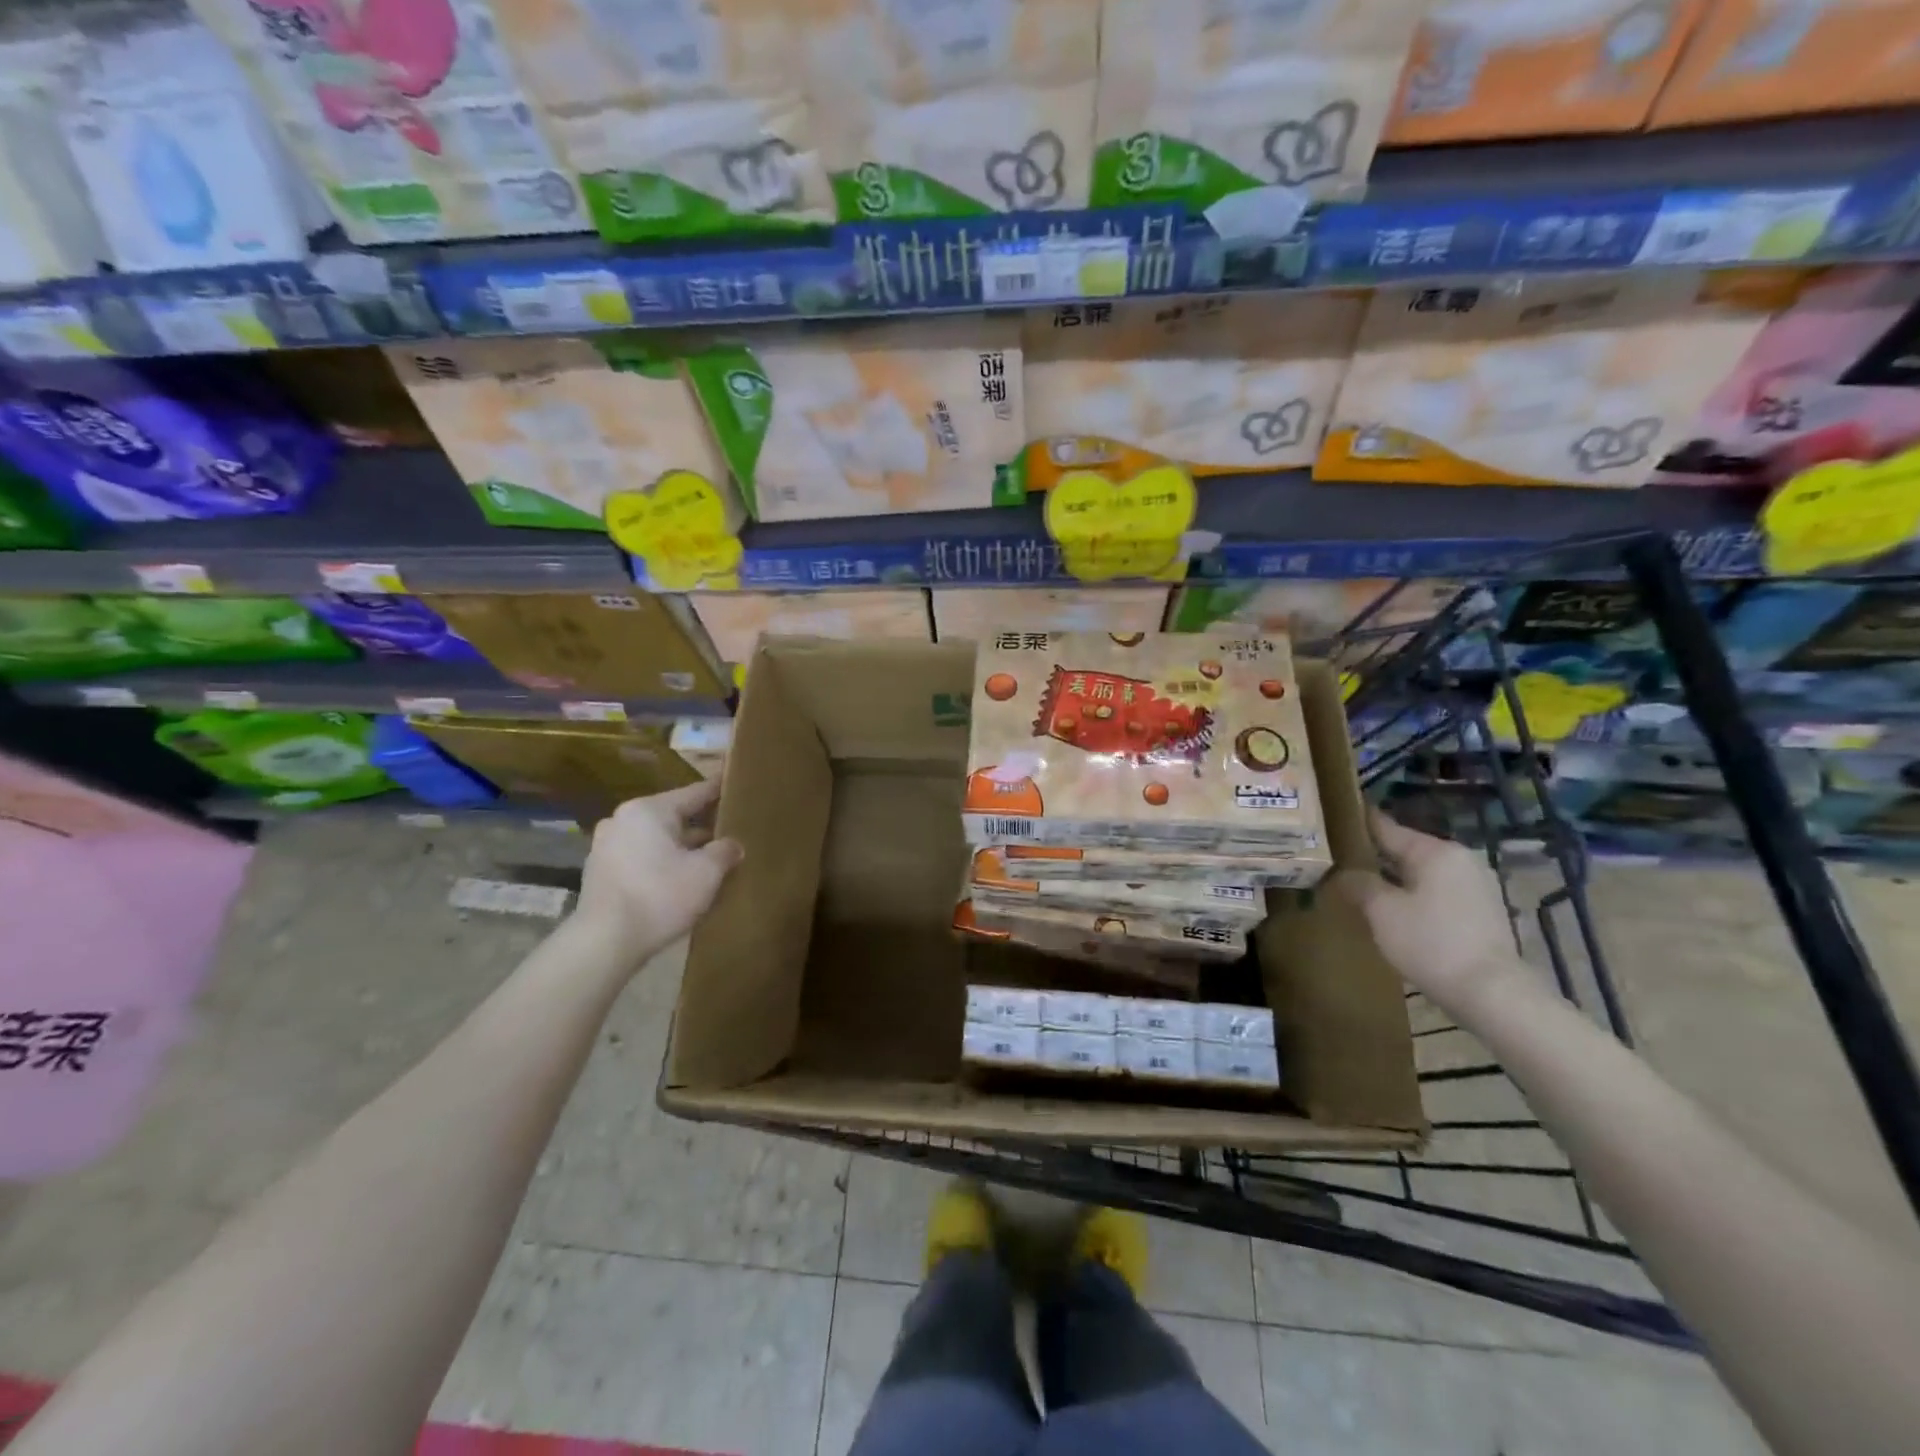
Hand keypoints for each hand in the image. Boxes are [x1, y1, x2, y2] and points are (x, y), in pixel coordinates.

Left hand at [574, 780, 741, 958]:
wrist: (605, 941)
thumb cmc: (660, 896)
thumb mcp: (706, 873)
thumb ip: (725, 851)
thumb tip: (733, 845)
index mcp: (649, 810)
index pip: (694, 792)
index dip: (718, 789)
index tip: (734, 780)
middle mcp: (624, 819)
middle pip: (673, 815)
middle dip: (700, 824)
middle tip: (728, 828)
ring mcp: (607, 844)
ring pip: (655, 837)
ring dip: (679, 845)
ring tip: (706, 857)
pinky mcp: (600, 870)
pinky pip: (640, 855)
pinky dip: (660, 860)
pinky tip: (678, 877)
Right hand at [1337, 809, 1525, 1016]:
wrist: (1491, 994)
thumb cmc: (1431, 943)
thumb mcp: (1382, 911)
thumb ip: (1358, 884)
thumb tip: (1344, 874)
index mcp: (1435, 851)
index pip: (1385, 827)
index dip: (1356, 823)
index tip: (1332, 818)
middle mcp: (1459, 860)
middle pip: (1404, 850)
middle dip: (1373, 856)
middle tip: (1337, 860)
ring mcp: (1474, 886)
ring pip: (1420, 873)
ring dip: (1392, 879)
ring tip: (1360, 887)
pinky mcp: (1480, 912)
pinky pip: (1435, 893)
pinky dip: (1412, 896)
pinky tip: (1392, 911)